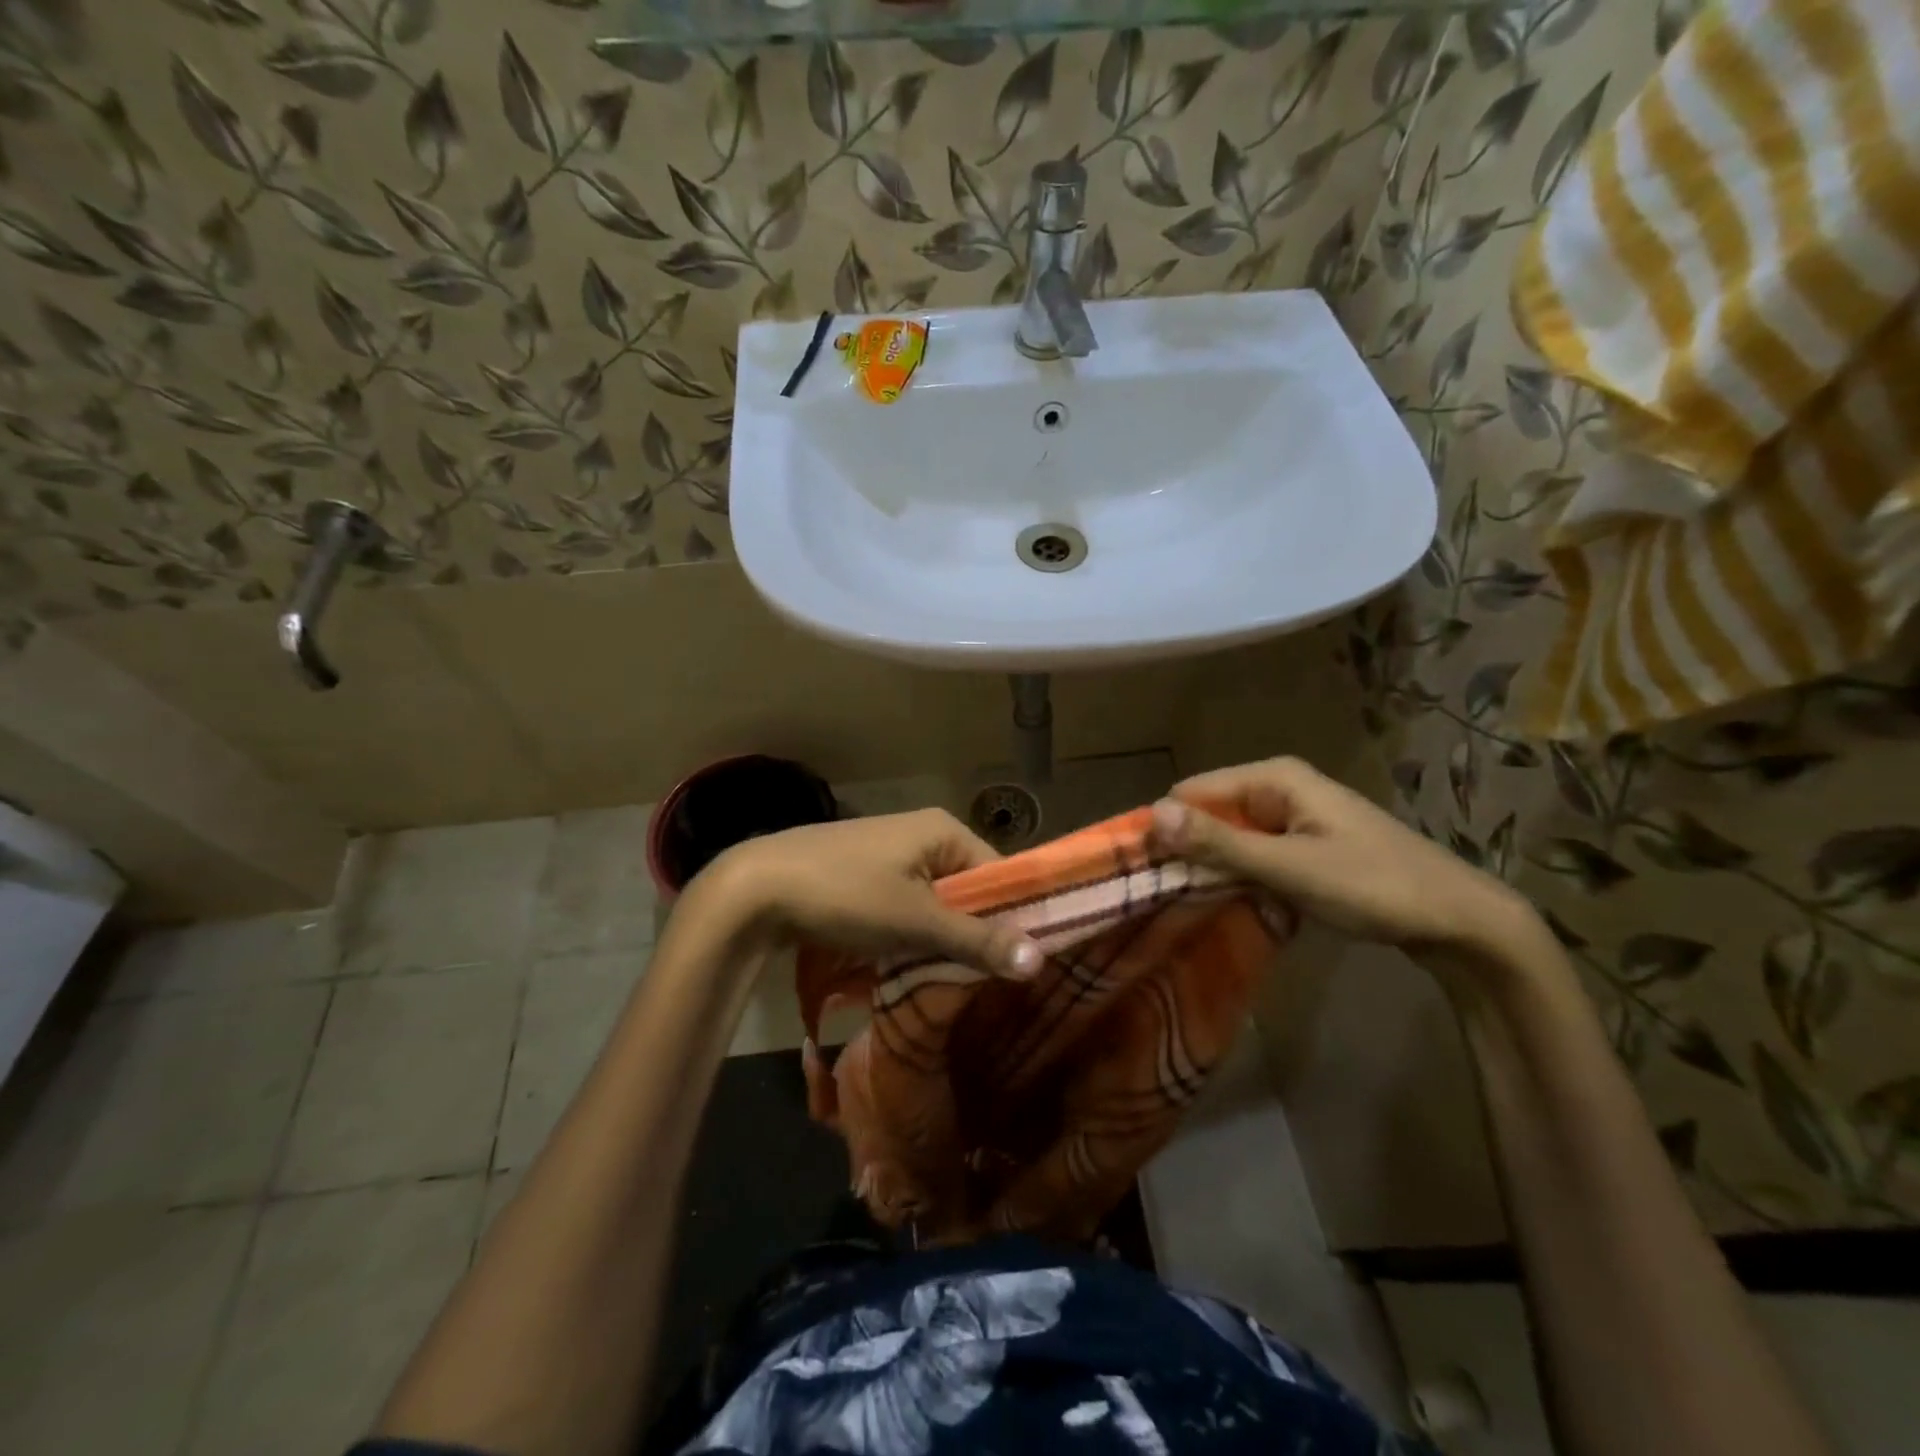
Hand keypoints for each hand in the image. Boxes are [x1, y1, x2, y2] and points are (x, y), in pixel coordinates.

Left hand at [692, 810, 1043, 977]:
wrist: (756, 888)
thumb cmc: (846, 894)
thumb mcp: (916, 921)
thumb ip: (977, 940)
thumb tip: (1040, 960)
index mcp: (943, 831)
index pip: (1000, 873)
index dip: (1012, 917)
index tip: (1018, 965)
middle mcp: (922, 833)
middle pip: (968, 889)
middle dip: (972, 933)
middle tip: (979, 980)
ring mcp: (890, 852)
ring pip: (936, 901)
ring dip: (939, 938)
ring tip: (943, 977)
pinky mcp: (865, 872)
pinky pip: (906, 903)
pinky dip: (911, 933)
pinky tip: (906, 962)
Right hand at [1150, 757, 1535, 958]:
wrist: (1461, 921)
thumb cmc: (1373, 885)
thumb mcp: (1289, 867)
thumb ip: (1219, 843)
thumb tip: (1152, 815)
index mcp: (1274, 778)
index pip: (1190, 792)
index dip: (1167, 829)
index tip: (1148, 874)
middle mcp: (1280, 788)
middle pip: (1210, 814)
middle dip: (1191, 851)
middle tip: (1173, 897)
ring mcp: (1295, 817)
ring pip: (1231, 838)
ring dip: (1216, 869)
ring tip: (1200, 906)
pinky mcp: (1306, 844)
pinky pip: (1256, 854)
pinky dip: (1243, 877)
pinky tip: (1242, 905)